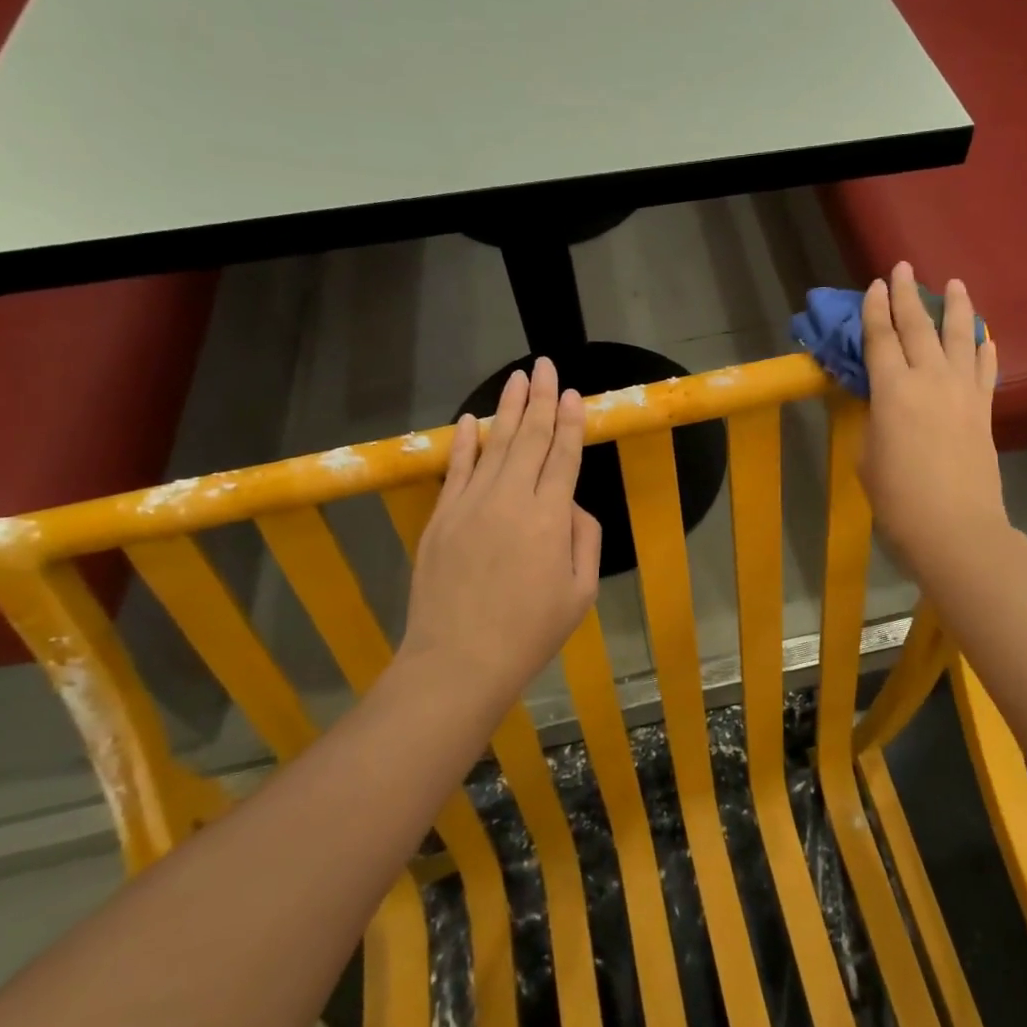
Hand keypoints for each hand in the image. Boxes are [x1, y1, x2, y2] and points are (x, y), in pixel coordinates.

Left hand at [401, 358, 601, 708]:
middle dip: (541, 399)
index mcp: (550, 518)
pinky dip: (465, 442)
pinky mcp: (441, 517)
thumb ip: (585, 539)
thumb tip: (571, 505)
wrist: (459, 660)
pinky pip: (456, 469)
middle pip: (529, 438)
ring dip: (508, 408)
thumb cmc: (530, 632)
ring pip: (494, 445)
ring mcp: (470, 505)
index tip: (575, 394)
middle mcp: (511, 499)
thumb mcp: (580, 592)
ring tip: (518, 377)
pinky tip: (472, 419)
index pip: (564, 456)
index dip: (570, 422)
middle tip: (546, 365)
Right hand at [860, 262, 1012, 583]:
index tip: (874, 285)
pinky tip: (983, 335)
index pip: (880, 338)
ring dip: (956, 308)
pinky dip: (983, 347)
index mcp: (892, 390)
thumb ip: (875, 419)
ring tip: (955, 283)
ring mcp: (962, 392)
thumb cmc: (897, 499)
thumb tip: (884, 403)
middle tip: (903, 268)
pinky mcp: (984, 410)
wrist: (954, 528)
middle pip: (918, 327)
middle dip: (908, 295)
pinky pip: (985, 368)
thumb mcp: (867, 456)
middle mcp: (930, 379)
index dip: (874, 309)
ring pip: (959, 337)